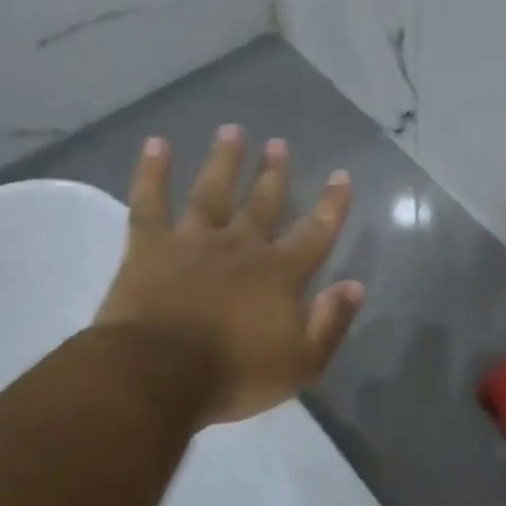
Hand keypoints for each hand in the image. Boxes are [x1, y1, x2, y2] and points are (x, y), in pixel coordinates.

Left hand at [95, 126, 363, 425]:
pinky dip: (152, 172)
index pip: (315, 232)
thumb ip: (331, 322)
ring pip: (213, 191)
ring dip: (225, 160)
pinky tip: (157, 144)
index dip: (331, 205)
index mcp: (280, 274)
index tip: (341, 176)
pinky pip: (150, 201)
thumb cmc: (235, 375)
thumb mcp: (302, 363)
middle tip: (280, 144)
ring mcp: (193, 242)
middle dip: (274, 174)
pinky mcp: (149, 247)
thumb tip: (355, 285)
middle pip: (263, 203)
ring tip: (232, 130)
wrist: (158, 374)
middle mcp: (241, 246)